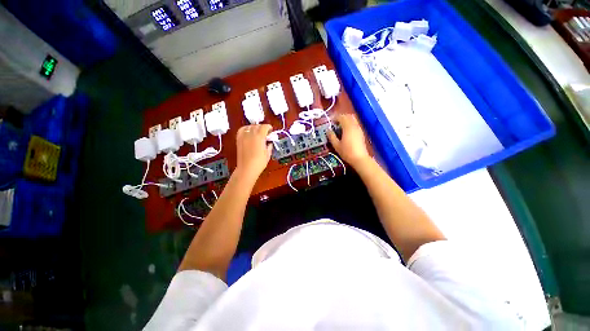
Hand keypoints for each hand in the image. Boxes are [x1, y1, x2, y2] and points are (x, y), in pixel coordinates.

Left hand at [235, 124, 272, 178]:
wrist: (246, 169)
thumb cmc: (259, 163)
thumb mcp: (268, 154)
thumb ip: (269, 146)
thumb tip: (269, 143)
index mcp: (259, 137)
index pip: (264, 127)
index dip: (269, 128)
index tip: (271, 131)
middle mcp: (251, 134)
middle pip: (257, 126)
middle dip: (262, 128)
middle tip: (266, 134)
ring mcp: (243, 136)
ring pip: (249, 126)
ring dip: (255, 128)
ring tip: (257, 133)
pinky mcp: (238, 140)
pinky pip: (242, 130)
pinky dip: (246, 129)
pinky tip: (249, 133)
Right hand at [327, 114, 370, 168]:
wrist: (359, 158)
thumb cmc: (347, 152)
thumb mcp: (336, 145)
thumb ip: (331, 136)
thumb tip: (328, 130)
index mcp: (347, 127)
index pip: (341, 117)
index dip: (335, 118)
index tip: (330, 121)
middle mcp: (354, 126)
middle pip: (348, 116)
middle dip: (341, 117)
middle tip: (334, 123)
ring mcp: (359, 129)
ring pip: (352, 119)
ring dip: (345, 120)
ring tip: (339, 127)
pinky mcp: (361, 133)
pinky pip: (355, 124)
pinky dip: (349, 124)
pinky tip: (345, 132)